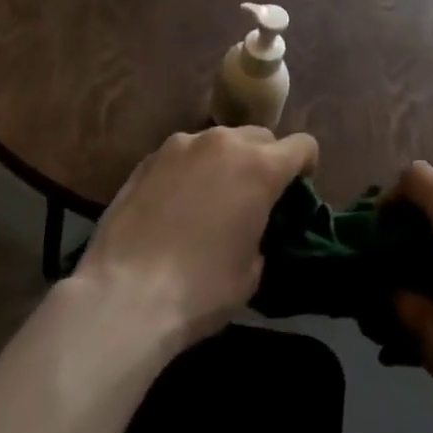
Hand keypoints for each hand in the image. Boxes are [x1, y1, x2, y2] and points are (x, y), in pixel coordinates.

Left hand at [76, 126, 318, 347]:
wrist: (125, 295)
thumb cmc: (200, 289)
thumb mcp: (252, 271)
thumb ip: (261, 233)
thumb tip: (250, 228)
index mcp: (260, 168)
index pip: (302, 145)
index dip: (306, 165)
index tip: (298, 189)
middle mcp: (224, 143)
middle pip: (260, 137)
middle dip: (265, 160)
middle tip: (254, 196)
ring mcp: (182, 145)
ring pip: (219, 141)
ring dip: (225, 162)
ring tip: (210, 199)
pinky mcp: (149, 157)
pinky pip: (183, 155)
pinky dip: (190, 171)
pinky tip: (175, 205)